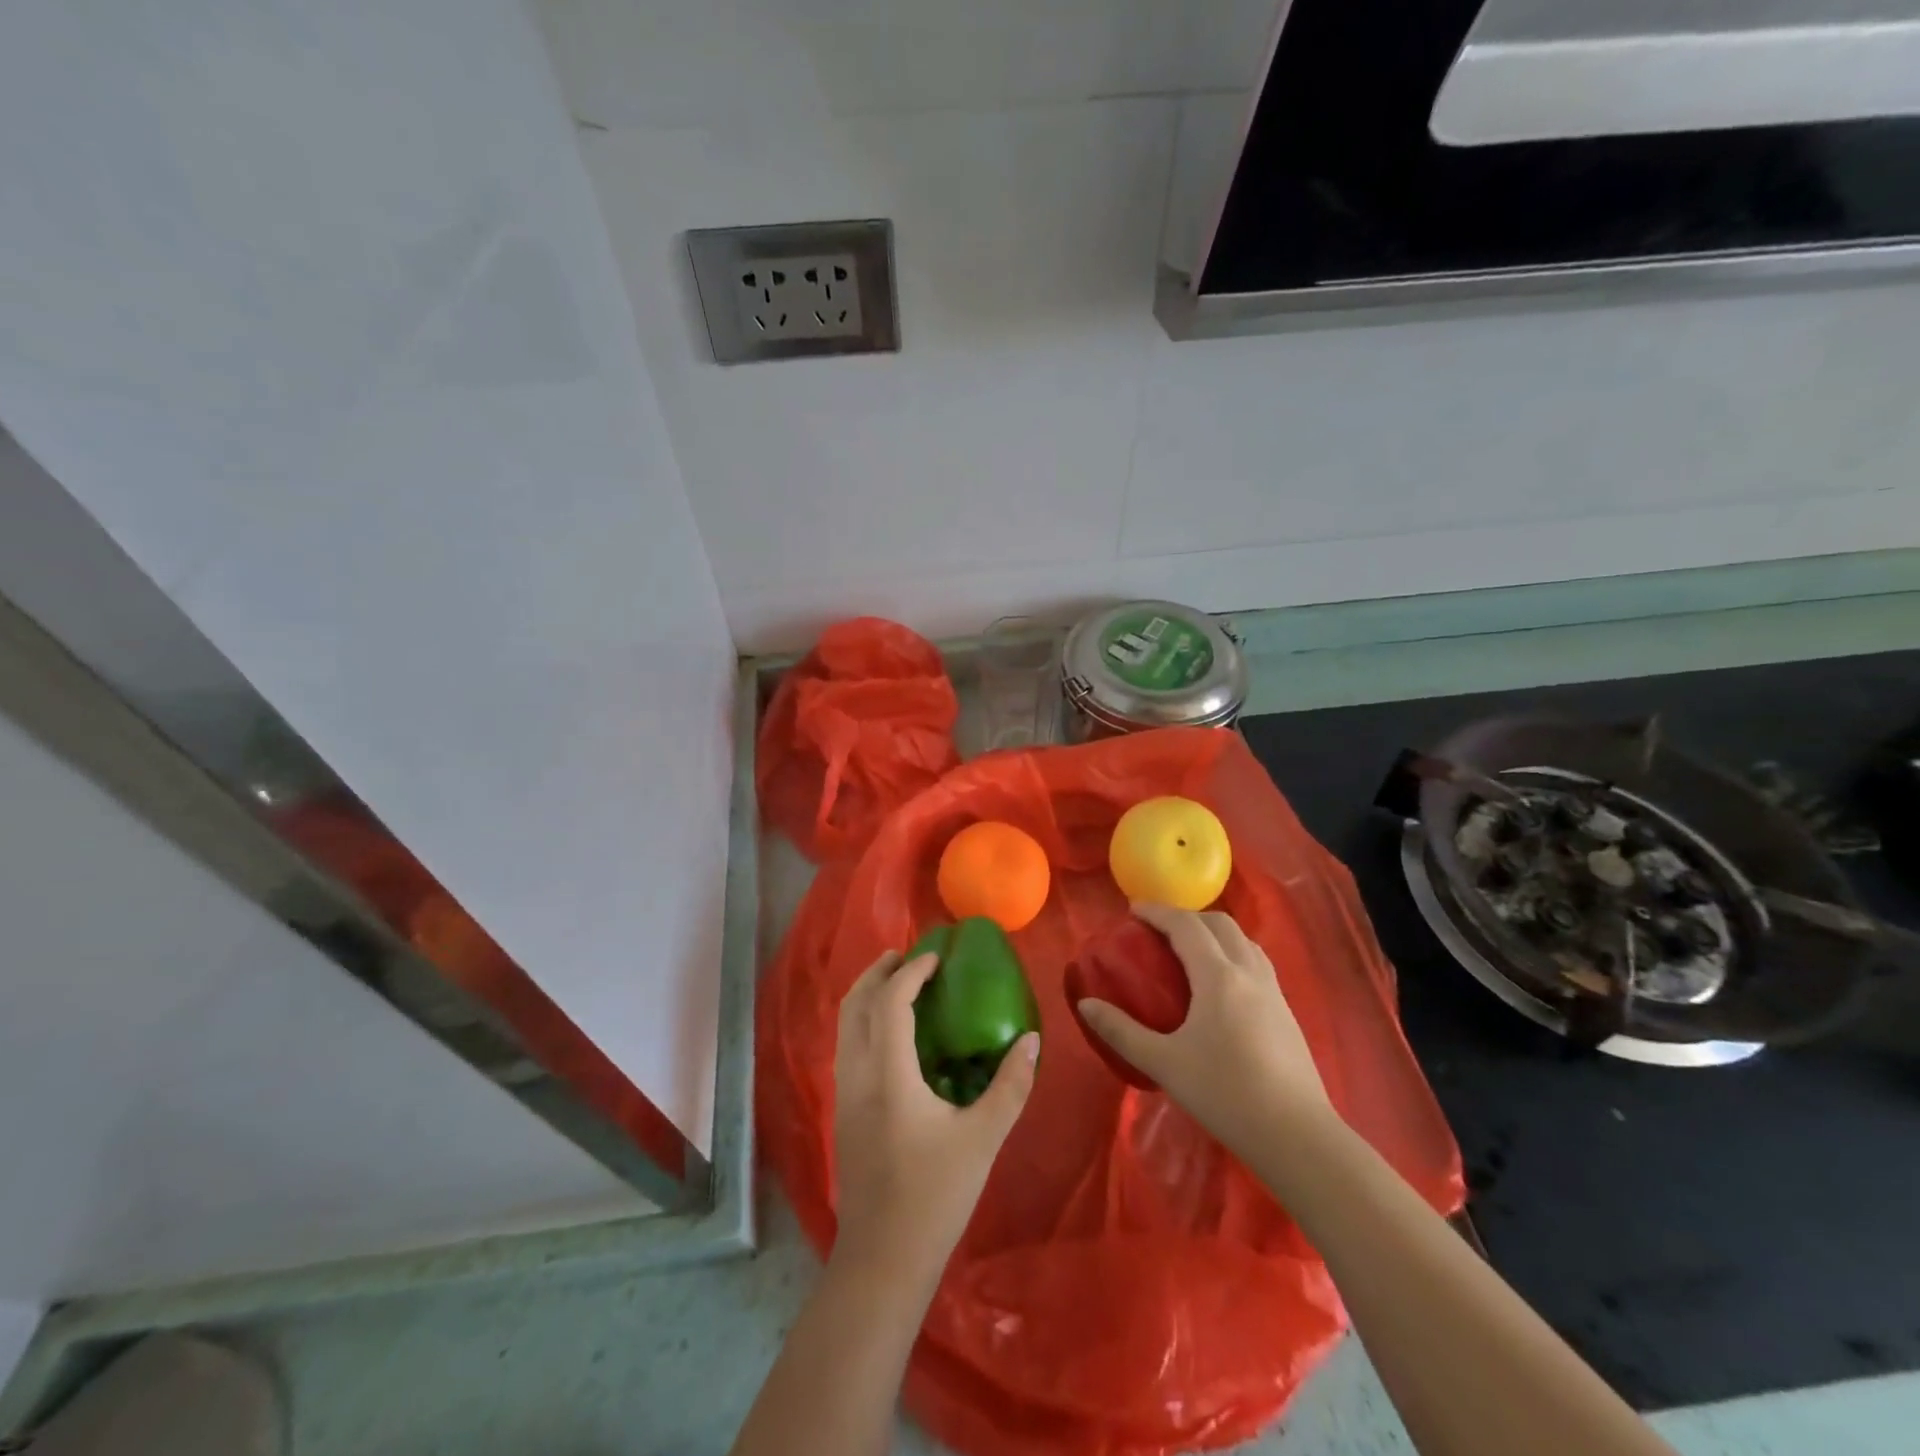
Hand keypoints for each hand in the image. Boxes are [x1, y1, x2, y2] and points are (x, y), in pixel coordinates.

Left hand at [832, 950, 1038, 1280]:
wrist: (882, 1258)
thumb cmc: (935, 1195)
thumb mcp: (983, 1138)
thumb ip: (1010, 1086)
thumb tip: (1030, 1040)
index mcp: (888, 1073)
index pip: (891, 1001)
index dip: (911, 972)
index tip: (936, 957)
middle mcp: (858, 1073)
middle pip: (856, 1004)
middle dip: (879, 972)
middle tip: (907, 955)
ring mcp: (844, 1093)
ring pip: (845, 1025)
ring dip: (867, 994)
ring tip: (897, 982)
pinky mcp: (843, 1111)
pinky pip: (847, 1045)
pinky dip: (864, 1020)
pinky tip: (890, 1033)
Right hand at [1077, 903, 1330, 1152]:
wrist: (1297, 1136)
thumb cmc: (1225, 1094)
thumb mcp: (1164, 1063)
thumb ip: (1121, 1031)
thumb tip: (1086, 1005)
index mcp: (1218, 976)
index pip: (1185, 925)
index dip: (1157, 912)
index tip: (1132, 910)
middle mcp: (1249, 972)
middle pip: (1219, 924)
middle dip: (1186, 917)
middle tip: (1157, 932)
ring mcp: (1273, 991)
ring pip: (1243, 941)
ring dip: (1213, 933)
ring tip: (1188, 951)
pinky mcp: (1286, 1012)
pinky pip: (1256, 962)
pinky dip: (1232, 953)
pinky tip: (1220, 985)